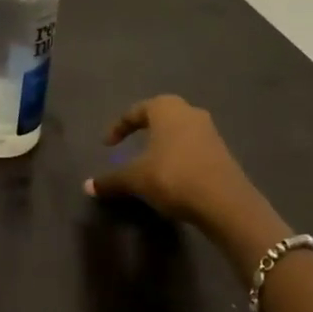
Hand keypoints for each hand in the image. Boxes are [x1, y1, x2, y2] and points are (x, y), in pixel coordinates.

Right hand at [85, 96, 263, 233]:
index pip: (135, 111)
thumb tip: (86, 186)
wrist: (226, 202)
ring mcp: (210, 131)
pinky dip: (179, 156)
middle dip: (145, 128)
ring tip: (151, 161)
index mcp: (165, 108)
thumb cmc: (173, 177)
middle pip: (161, 115)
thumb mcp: (136, 179)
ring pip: (179, 131)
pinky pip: (193, 147)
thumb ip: (111, 180)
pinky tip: (173, 175)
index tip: (107, 145)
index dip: (118, 128)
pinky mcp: (222, 152)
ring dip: (164, 143)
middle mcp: (189, 112)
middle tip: (131, 144)